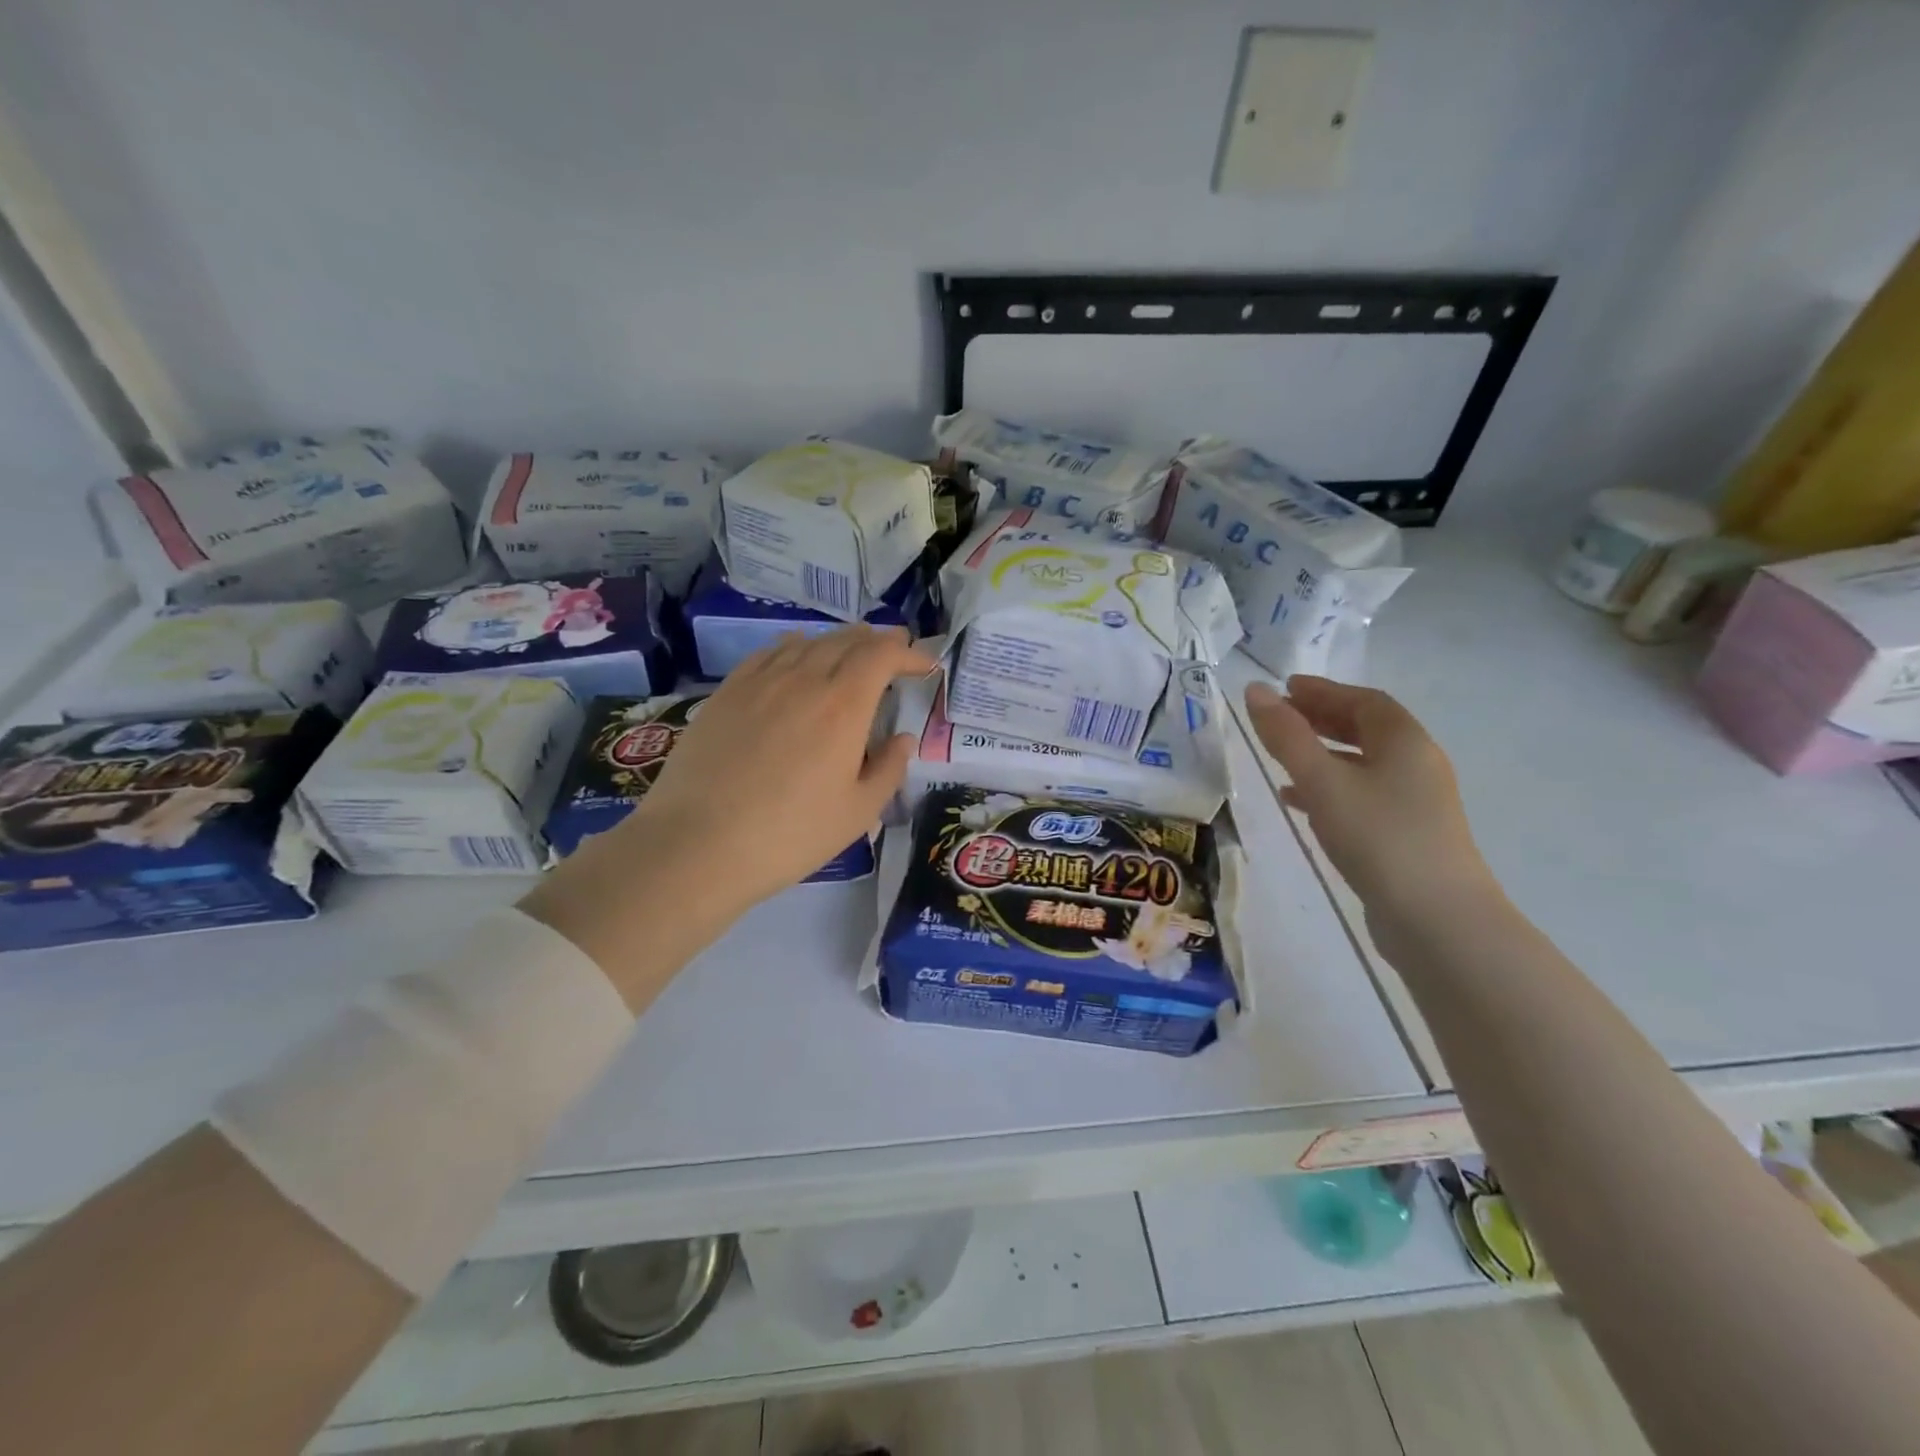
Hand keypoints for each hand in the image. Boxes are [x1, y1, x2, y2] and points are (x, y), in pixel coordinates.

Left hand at [631, 625, 934, 909]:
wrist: (698, 844)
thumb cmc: (790, 834)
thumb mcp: (857, 812)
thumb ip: (888, 769)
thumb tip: (903, 739)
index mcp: (843, 705)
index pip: (882, 655)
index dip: (907, 654)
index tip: (923, 665)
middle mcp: (804, 679)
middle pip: (846, 641)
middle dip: (877, 642)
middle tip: (893, 651)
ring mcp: (760, 682)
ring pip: (807, 642)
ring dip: (838, 641)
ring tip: (850, 650)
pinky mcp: (726, 693)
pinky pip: (768, 654)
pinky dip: (794, 647)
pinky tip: (794, 657)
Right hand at [1242, 676, 1501, 947]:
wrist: (1436, 919)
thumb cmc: (1378, 837)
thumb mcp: (1322, 780)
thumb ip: (1286, 736)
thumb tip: (1255, 691)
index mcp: (1405, 742)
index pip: (1364, 700)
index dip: (1324, 691)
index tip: (1286, 688)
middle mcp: (1417, 765)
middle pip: (1367, 729)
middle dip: (1322, 718)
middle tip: (1281, 717)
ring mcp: (1415, 803)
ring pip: (1363, 764)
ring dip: (1324, 753)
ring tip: (1282, 756)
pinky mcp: (1406, 835)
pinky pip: (1362, 795)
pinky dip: (1330, 787)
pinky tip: (1299, 801)